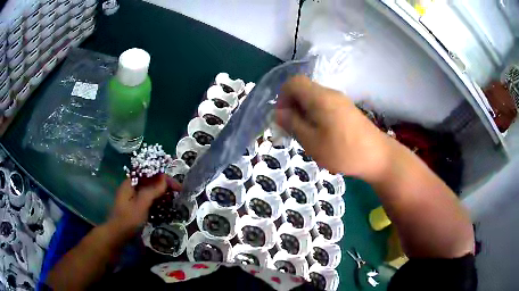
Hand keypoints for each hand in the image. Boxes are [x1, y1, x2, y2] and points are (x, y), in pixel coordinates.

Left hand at [106, 174, 178, 240]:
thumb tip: (164, 179)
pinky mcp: (136, 205)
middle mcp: (132, 186)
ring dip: (162, 192)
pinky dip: (157, 200)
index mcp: (131, 182)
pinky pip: (149, 198)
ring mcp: (134, 196)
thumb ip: (152, 191)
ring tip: (174, 198)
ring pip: (150, 190)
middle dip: (164, 184)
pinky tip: (165, 205)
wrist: (117, 235)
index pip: (149, 173)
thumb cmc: (128, 219)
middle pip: (150, 180)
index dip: (163, 176)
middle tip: (178, 192)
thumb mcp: (141, 204)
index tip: (176, 185)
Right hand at [276, 76, 390, 180]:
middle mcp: (330, 94)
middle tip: (293, 130)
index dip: (282, 97)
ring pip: (314, 99)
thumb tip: (279, 112)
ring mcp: (341, 101)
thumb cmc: (343, 151)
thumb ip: (293, 124)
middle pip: (304, 90)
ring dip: (304, 114)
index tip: (283, 117)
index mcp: (320, 97)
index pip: (293, 82)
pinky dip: (316, 117)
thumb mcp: (311, 141)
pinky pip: (325, 106)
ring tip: (307, 136)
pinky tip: (321, 135)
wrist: (378, 157)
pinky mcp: (347, 110)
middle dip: (293, 107)